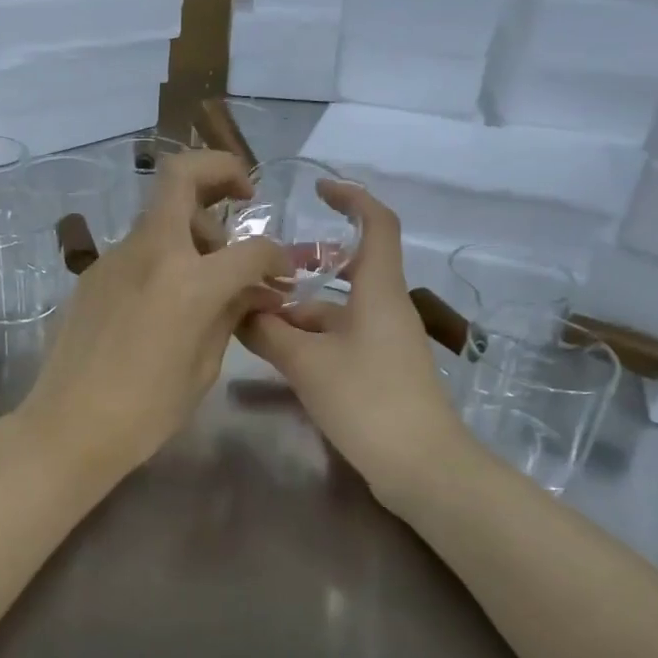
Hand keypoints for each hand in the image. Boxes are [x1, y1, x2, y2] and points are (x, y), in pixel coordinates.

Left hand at [15, 149, 287, 485]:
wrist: (69, 426)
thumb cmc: (146, 411)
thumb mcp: (204, 366)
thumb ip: (230, 315)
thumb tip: (252, 292)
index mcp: (189, 281)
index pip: (249, 248)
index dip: (276, 257)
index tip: (281, 273)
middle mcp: (151, 252)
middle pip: (182, 175)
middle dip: (221, 170)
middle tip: (244, 196)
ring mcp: (115, 257)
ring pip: (160, 212)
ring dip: (193, 222)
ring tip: (209, 269)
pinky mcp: (93, 272)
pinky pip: (140, 246)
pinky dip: (165, 252)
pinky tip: (168, 295)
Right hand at [239, 184, 469, 499]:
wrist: (421, 467)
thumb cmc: (368, 401)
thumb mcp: (307, 363)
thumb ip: (268, 332)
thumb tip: (236, 308)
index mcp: (379, 291)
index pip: (378, 224)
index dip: (352, 198)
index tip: (318, 189)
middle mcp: (386, 308)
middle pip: (351, 267)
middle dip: (309, 263)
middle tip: (267, 265)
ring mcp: (385, 341)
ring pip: (339, 307)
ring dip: (301, 306)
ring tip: (254, 314)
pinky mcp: (380, 369)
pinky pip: (341, 336)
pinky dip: (311, 335)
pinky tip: (277, 351)